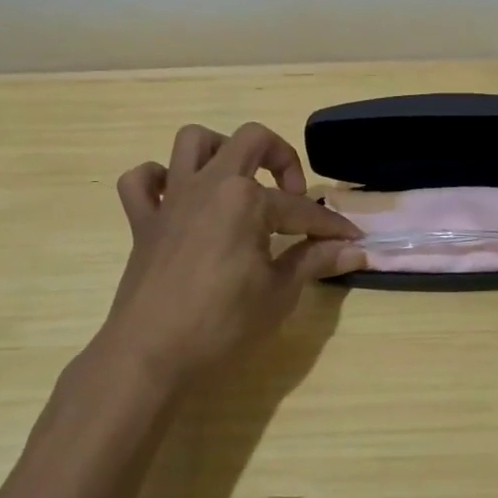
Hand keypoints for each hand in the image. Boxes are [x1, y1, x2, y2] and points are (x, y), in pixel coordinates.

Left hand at [99, 122, 363, 388]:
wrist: (149, 357)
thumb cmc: (221, 325)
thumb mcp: (279, 293)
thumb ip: (315, 260)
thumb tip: (356, 251)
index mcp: (246, 198)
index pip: (301, 207)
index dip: (331, 225)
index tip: (352, 239)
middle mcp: (209, 183)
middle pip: (252, 140)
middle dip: (283, 158)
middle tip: (293, 195)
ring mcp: (172, 199)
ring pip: (193, 141)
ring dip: (221, 150)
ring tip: (239, 182)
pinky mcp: (143, 222)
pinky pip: (140, 181)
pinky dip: (158, 180)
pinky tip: (179, 200)